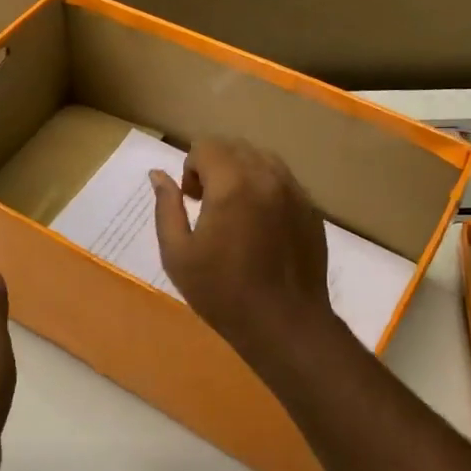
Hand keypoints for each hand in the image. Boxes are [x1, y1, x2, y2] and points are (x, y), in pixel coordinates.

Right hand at [150, 138, 334, 363]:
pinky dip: (266, 190)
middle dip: (215, 166)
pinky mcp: (311, 210)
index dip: (191, 168)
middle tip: (208, 205)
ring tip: (235, 213)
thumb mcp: (177, 254)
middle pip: (236, 147)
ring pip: (263, 160)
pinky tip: (261, 228)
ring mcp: (295, 192)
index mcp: (232, 184)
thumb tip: (159, 175)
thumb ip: (166, 208)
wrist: (284, 324)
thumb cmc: (222, 292)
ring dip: (242, 174)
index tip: (191, 201)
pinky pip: (284, 183)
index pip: (207, 146)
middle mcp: (268, 177)